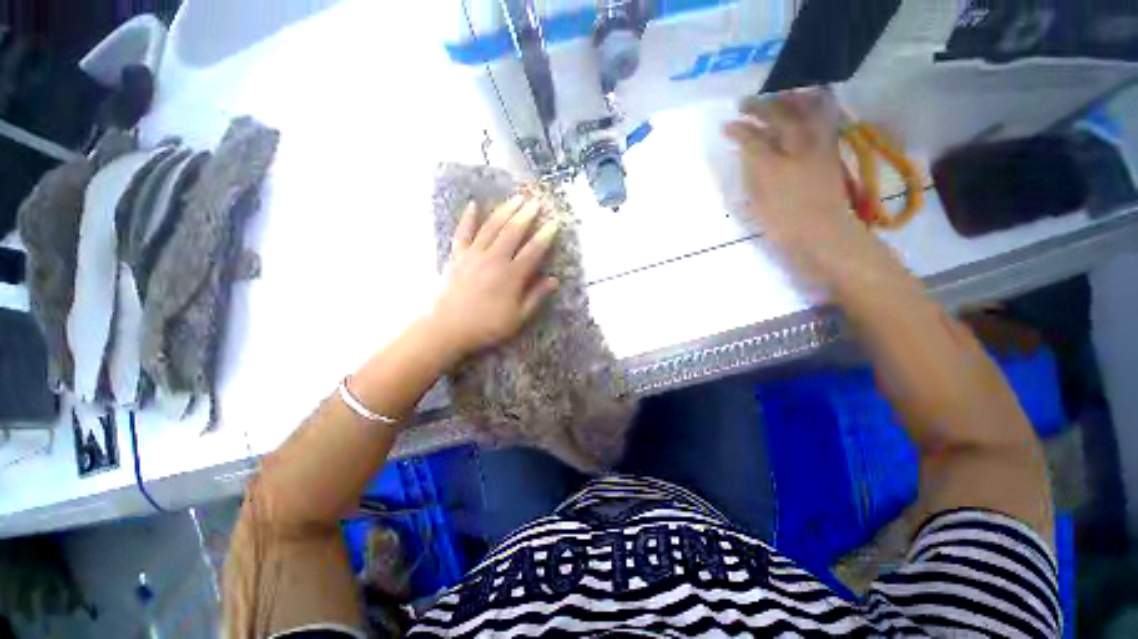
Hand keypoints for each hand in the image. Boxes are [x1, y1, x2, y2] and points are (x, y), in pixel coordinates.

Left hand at [428, 194, 559, 361]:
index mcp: (511, 276)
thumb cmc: (487, 326)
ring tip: (516, 198)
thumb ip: (536, 297)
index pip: (533, 251)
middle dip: (526, 215)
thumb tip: (554, 280)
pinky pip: (463, 232)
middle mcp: (494, 259)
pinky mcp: (457, 256)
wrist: (448, 328)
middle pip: (513, 232)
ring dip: (505, 210)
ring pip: (491, 227)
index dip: (545, 236)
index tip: (554, 223)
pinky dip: (468, 218)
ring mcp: (473, 255)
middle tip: (536, 202)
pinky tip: (473, 204)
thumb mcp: (518, 318)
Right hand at [723, 91, 902, 292]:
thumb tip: (747, 155)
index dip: (738, 131)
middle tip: (744, 103)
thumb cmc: (785, 227)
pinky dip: (816, 107)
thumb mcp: (758, 206)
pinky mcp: (830, 152)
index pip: (753, 140)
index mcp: (774, 168)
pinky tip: (808, 102)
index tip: (726, 126)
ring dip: (788, 100)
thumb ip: (752, 177)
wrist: (824, 235)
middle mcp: (797, 150)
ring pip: (805, 112)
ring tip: (776, 95)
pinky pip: (824, 121)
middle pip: (778, 118)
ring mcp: (817, 148)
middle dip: (759, 107)